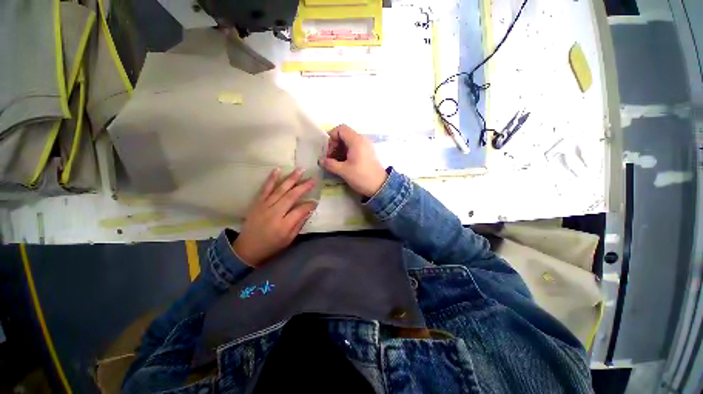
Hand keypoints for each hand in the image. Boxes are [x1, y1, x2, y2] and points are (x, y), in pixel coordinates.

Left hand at [232, 168, 316, 266]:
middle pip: (291, 196)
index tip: (316, 201)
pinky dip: (271, 179)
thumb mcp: (289, 239)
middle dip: (304, 187)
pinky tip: (277, 170)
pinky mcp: (257, 203)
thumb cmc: (271, 245)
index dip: (310, 205)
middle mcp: (274, 213)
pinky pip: (265, 188)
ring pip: (280, 189)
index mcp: (284, 225)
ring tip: (300, 170)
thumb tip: (309, 210)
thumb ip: (299, 224)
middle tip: (313, 179)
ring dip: (291, 179)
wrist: (247, 248)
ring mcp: (264, 206)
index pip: (300, 210)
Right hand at [321, 124, 386, 196]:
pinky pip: (354, 148)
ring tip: (335, 163)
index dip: (331, 137)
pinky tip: (343, 164)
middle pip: (344, 135)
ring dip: (339, 150)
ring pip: (348, 142)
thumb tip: (321, 160)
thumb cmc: (362, 176)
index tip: (328, 151)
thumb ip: (330, 164)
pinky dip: (346, 153)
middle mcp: (362, 140)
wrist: (380, 186)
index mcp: (356, 141)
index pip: (340, 129)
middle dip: (334, 145)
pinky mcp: (367, 153)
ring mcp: (365, 146)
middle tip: (330, 158)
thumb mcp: (344, 171)